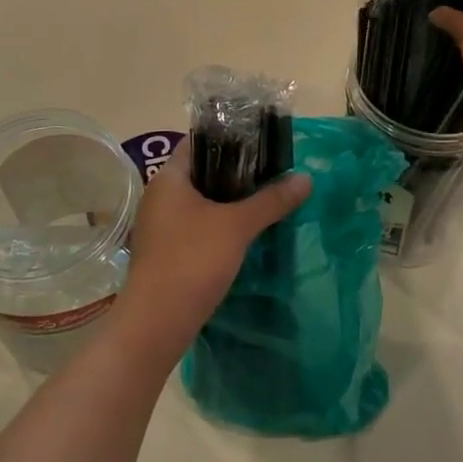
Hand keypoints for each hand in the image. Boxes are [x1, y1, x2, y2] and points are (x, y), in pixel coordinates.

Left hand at [114, 141, 310, 362]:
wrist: (156, 322)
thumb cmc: (193, 260)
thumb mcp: (237, 226)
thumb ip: (271, 200)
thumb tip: (306, 178)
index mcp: (168, 178)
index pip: (198, 143)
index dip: (229, 138)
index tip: (261, 144)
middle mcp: (158, 196)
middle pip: (200, 173)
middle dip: (234, 173)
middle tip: (270, 174)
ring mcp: (158, 226)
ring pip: (198, 203)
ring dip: (227, 202)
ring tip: (262, 202)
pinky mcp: (164, 252)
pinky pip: (194, 227)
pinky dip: (217, 226)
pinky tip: (242, 235)